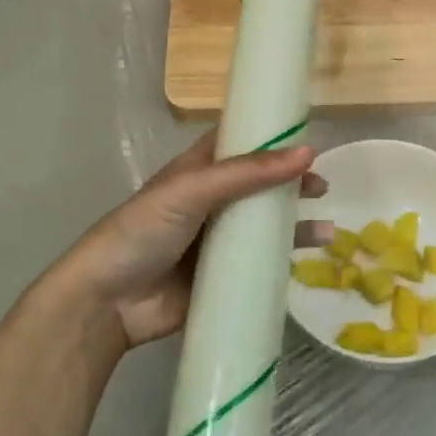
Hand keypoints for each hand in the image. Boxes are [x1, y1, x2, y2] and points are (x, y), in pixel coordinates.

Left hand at [55, 132, 329, 348]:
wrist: (108, 302)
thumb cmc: (143, 230)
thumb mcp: (192, 190)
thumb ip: (248, 173)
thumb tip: (308, 152)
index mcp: (199, 171)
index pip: (240, 142)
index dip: (271, 136)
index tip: (308, 134)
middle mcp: (212, 201)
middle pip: (260, 184)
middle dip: (291, 182)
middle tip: (322, 186)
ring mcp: (218, 240)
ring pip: (266, 224)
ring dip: (296, 222)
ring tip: (327, 228)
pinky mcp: (224, 275)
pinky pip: (262, 261)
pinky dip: (288, 257)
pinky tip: (312, 258)